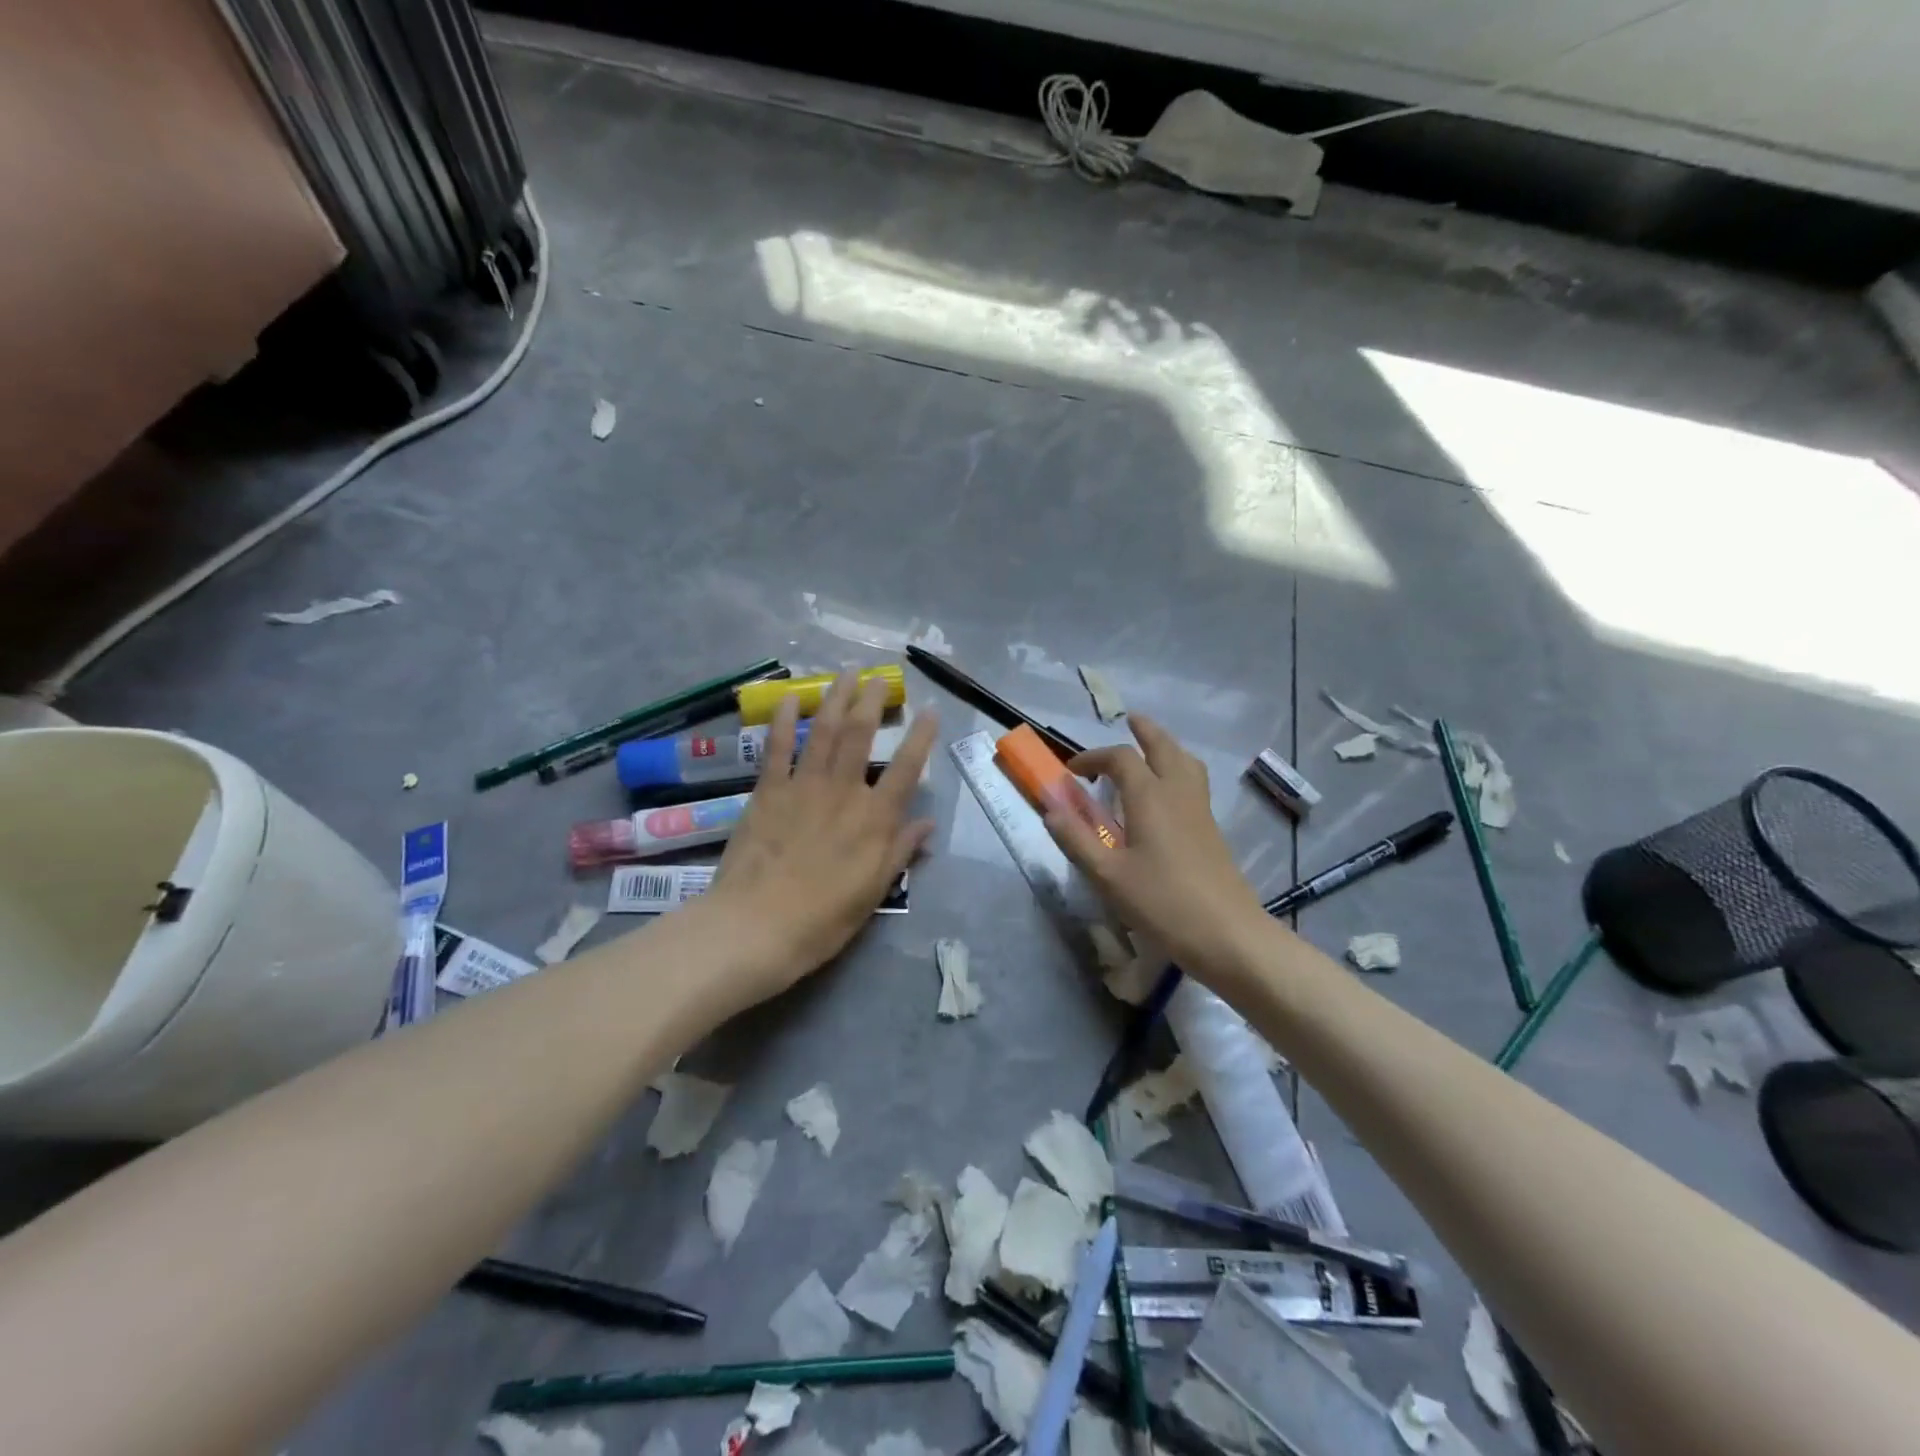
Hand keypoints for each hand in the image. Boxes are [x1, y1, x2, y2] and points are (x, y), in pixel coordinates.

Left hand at [703, 672, 937, 1006]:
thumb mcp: (873, 892)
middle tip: (880, 676)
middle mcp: (844, 791)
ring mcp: (803, 786)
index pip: (907, 768)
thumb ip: (900, 852)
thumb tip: (927, 824)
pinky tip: (790, 696)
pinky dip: (783, 719)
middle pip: (861, 734)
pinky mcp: (768, 790)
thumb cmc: (823, 919)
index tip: (930, 710)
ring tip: (846, 672)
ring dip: (836, 697)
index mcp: (875, 819)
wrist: (757, 926)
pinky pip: (777, 747)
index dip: (921, 737)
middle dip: (872, 700)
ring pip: (824, 730)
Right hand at [1044, 715, 1272, 981]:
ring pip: (1186, 761)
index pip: (1120, 758)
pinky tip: (1167, 793)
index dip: (1093, 757)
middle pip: (1163, 746)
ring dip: (1166, 747)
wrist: (1228, 935)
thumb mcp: (1108, 875)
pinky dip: (1178, 769)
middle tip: (1129, 721)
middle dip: (1144, 731)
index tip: (1072, 771)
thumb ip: (1076, 839)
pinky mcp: (1212, 829)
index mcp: (1150, 796)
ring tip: (1151, 750)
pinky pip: (1194, 782)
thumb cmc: (1163, 903)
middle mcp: (1178, 792)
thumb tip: (1050, 808)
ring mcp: (1200, 810)